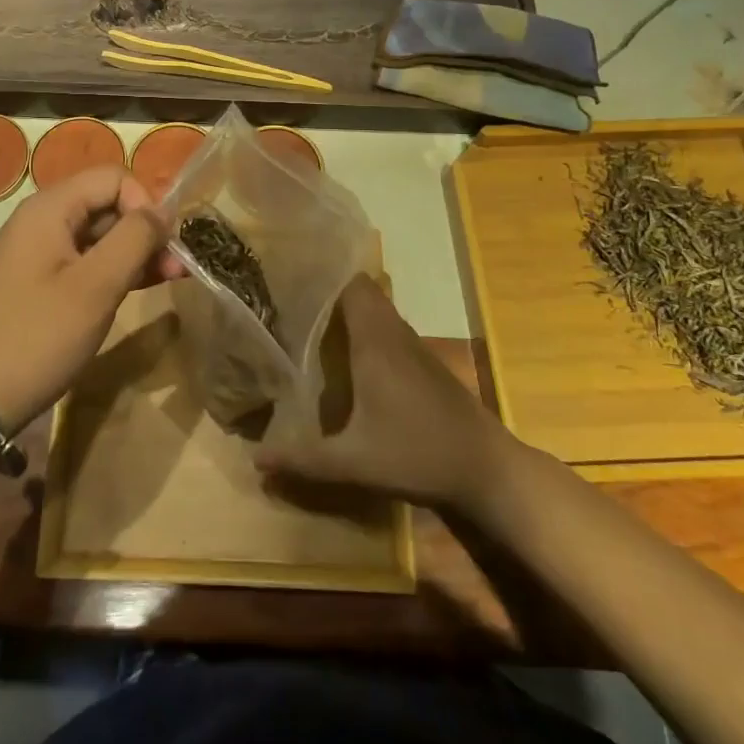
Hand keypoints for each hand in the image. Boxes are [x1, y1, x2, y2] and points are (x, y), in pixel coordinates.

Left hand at [0, 166, 182, 433]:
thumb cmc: (38, 336)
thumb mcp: (96, 286)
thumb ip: (134, 238)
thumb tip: (163, 211)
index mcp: (49, 208)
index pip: (113, 178)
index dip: (145, 203)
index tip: (163, 244)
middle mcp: (42, 219)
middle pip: (107, 203)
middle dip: (145, 229)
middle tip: (177, 267)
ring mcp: (40, 251)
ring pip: (100, 234)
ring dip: (136, 251)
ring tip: (171, 277)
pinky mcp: (41, 281)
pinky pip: (87, 259)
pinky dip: (116, 268)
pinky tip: (142, 285)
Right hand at [255, 274, 511, 514]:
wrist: (487, 470)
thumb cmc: (419, 454)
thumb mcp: (355, 463)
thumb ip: (304, 459)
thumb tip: (256, 460)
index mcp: (376, 341)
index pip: (350, 283)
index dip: (322, 273)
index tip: (289, 273)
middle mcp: (394, 334)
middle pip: (361, 292)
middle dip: (327, 290)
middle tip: (289, 297)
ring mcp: (414, 348)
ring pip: (376, 310)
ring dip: (347, 309)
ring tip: (308, 319)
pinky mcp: (425, 364)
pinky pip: (387, 330)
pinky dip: (364, 329)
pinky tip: (346, 355)